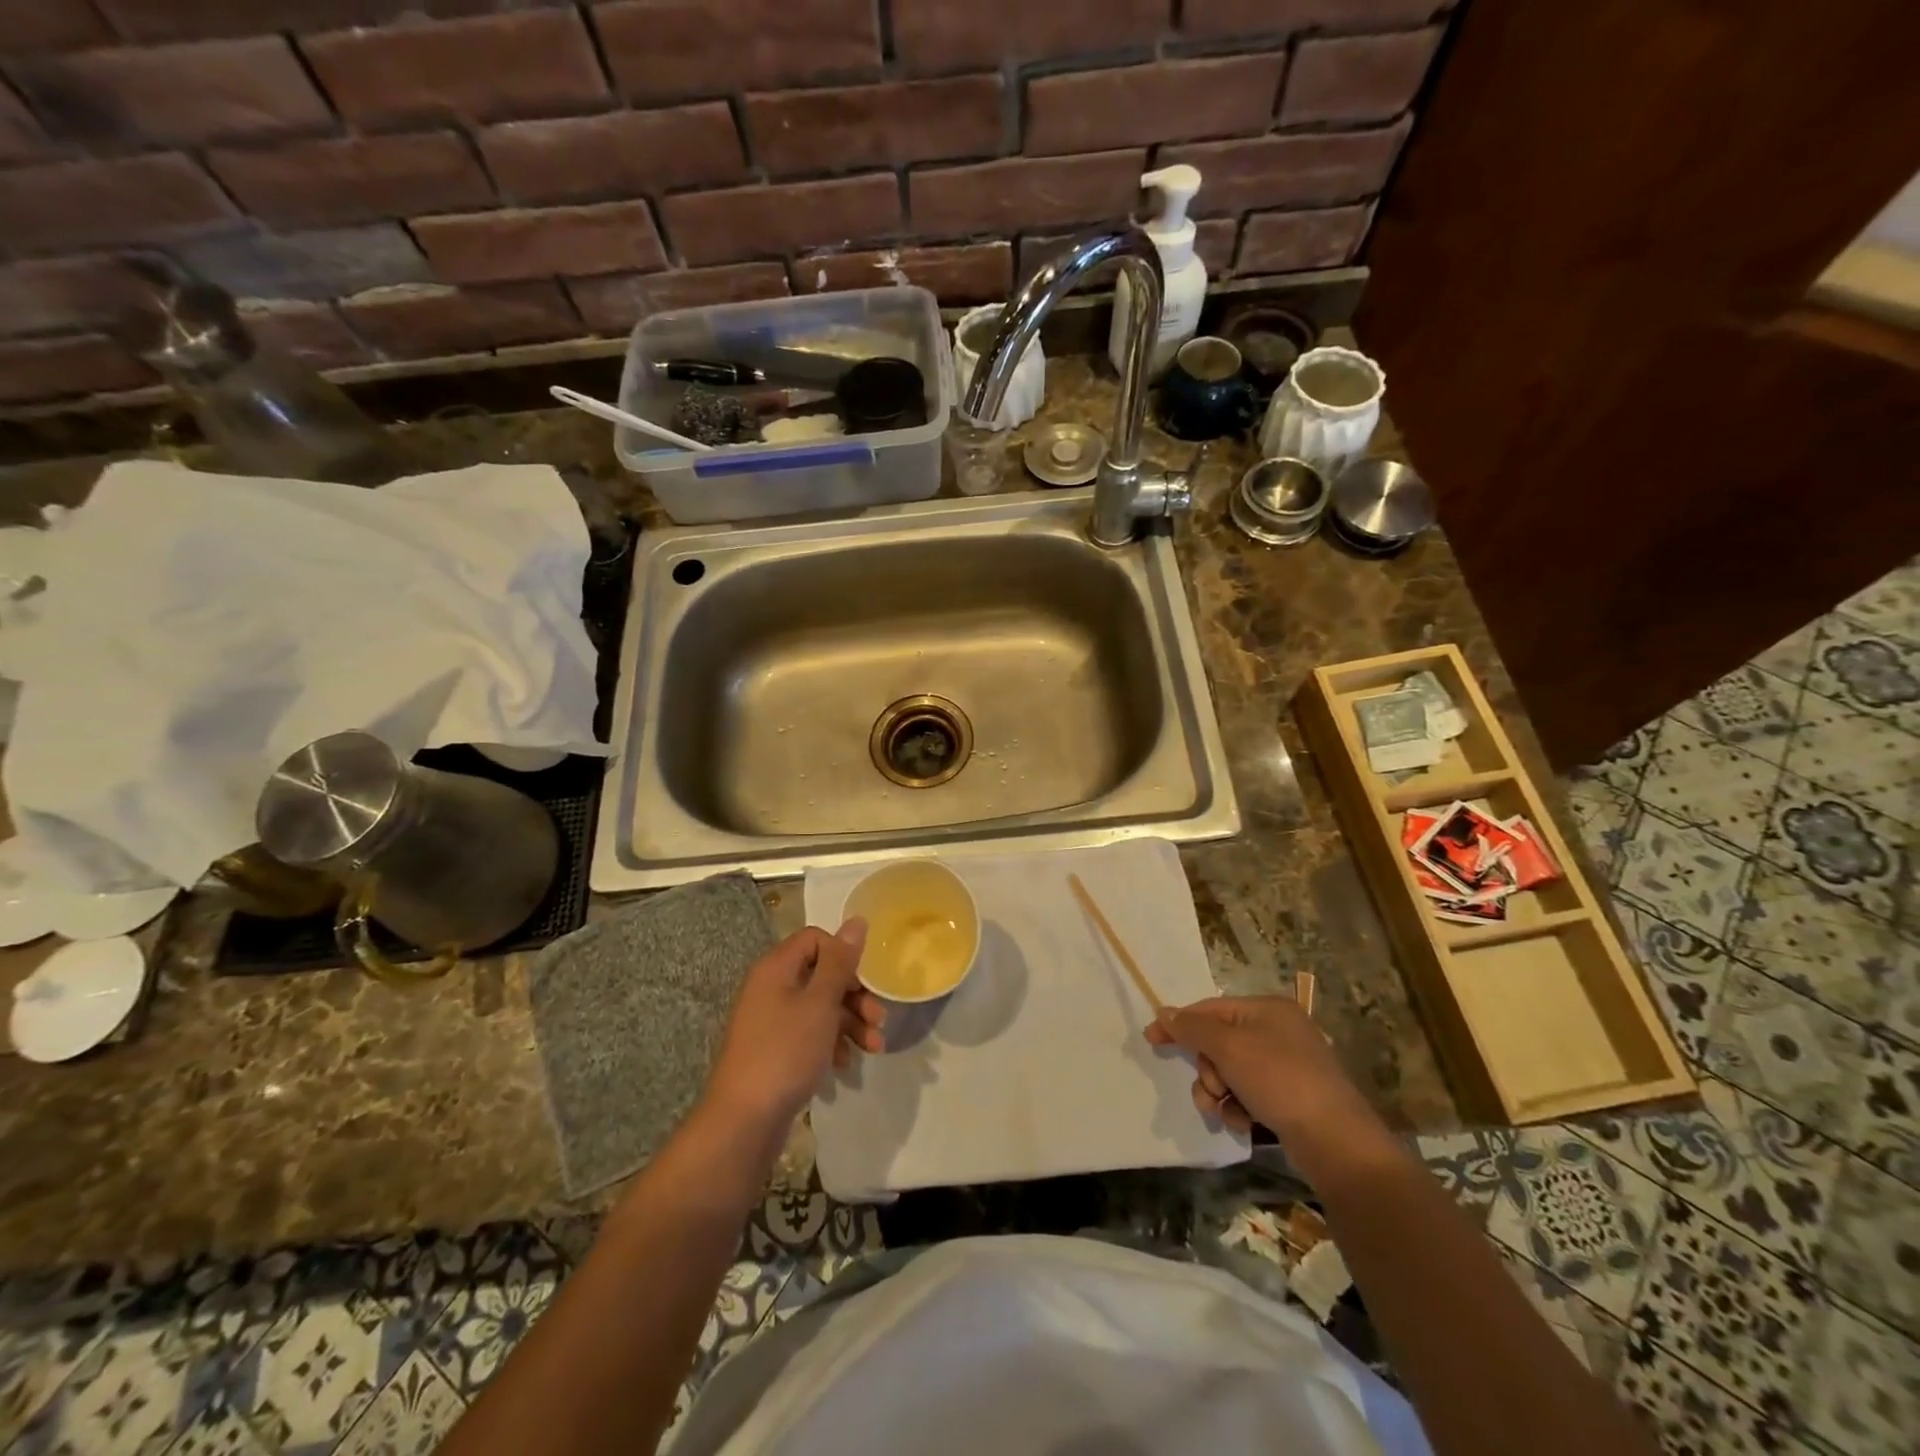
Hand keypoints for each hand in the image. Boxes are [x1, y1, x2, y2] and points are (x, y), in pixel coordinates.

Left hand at [702, 921, 883, 1138]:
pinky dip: (832, 1042)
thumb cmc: (785, 1052)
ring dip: (850, 1022)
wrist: (744, 1121)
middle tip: (878, 1019)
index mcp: (776, 967)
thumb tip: (856, 920)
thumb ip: (840, 962)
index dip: (843, 956)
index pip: (816, 939)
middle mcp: (771, 987)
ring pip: (820, 1006)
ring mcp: (771, 1020)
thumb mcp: (820, 1003)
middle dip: (855, 995)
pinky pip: (810, 1032)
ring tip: (873, 1047)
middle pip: (822, 974)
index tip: (863, 983)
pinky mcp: (775, 1049)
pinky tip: (845, 1064)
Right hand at [1144, 993, 1381, 1151]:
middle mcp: (1278, 1031)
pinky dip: (1239, 1108)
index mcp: (1267, 1009)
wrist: (1336, 1141)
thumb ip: (1193, 1028)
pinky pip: (1249, 1093)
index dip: (1180, 1024)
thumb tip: (1165, 1012)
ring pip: (1231, 1071)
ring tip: (1223, 1111)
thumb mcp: (1229, 1048)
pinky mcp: (1292, 1097)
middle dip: (1206, 1069)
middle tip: (1210, 1089)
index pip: (1211, 1008)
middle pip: (1219, 1042)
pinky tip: (1244, 1124)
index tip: (1151, 1040)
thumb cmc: (1279, 1081)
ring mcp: (1288, 1065)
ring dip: (1218, 1092)